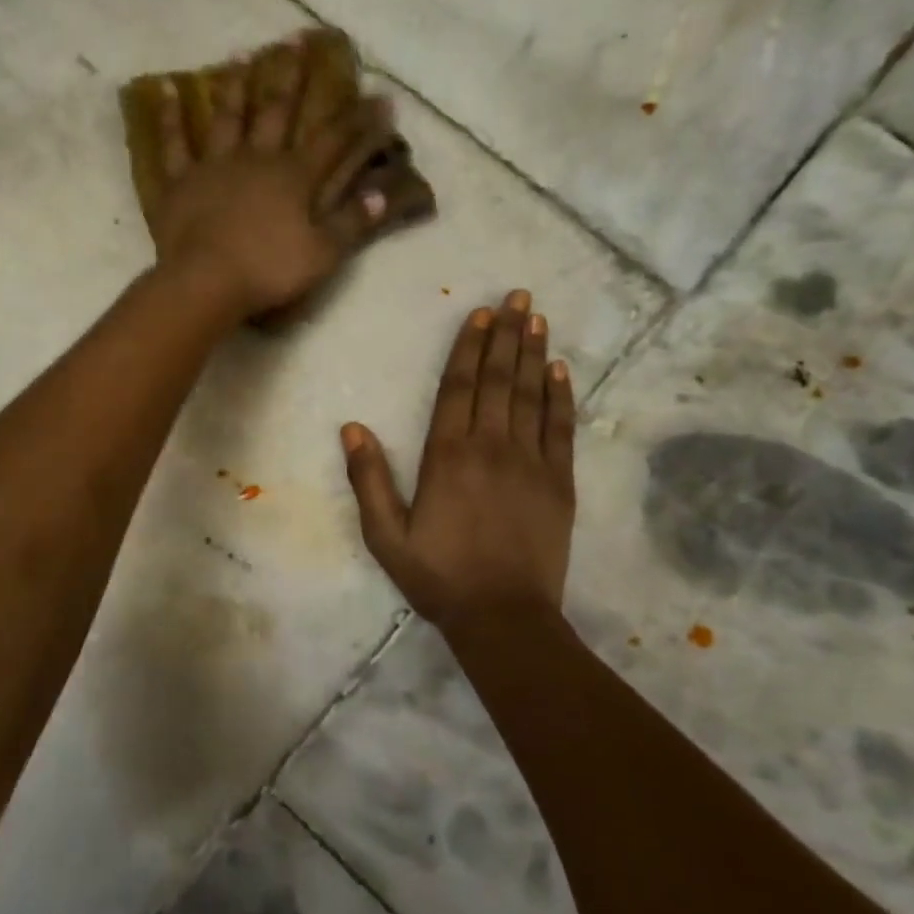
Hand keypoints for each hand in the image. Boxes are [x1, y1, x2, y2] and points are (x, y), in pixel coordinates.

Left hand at [150, 36, 399, 319]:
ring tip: (241, 54)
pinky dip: (169, 117)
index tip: (380, 96)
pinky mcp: (181, 182)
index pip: (334, 140)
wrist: (207, 282)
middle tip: (296, 39)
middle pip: (277, 111)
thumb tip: (381, 193)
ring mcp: (215, 166)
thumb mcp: (323, 253)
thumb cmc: (269, 271)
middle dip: (291, 77)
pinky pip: (174, 144)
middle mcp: (256, 159)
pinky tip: (164, 89)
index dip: (358, 120)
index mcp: (294, 177)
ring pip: (228, 117)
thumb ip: (353, 222)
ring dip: (236, 86)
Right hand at [342, 290, 576, 630]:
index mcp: (448, 456)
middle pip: (500, 380)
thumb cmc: (439, 576)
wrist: (504, 617)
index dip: (469, 347)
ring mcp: (531, 462)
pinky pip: (561, 428)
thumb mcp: (386, 536)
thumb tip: (351, 428)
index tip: (480, 314)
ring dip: (534, 353)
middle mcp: (491, 446)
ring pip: (532, 395)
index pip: (459, 387)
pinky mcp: (558, 482)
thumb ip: (369, 480)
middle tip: (519, 296)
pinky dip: (561, 396)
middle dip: (507, 335)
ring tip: (538, 318)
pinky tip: (561, 370)